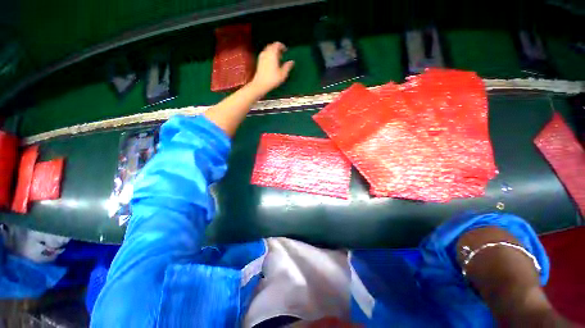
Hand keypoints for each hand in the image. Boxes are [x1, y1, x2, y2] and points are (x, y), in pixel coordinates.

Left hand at [250, 42, 294, 93]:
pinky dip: (269, 56)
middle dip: (277, 49)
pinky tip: (272, 63)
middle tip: (282, 55)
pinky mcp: (259, 62)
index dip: (282, 46)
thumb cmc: (272, 79)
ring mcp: (261, 57)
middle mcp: (266, 53)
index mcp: (272, 53)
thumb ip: (288, 66)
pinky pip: (265, 55)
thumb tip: (292, 62)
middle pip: (272, 46)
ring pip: (268, 50)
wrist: (260, 84)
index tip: (286, 50)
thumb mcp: (283, 74)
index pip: (277, 44)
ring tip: (277, 60)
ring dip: (273, 53)